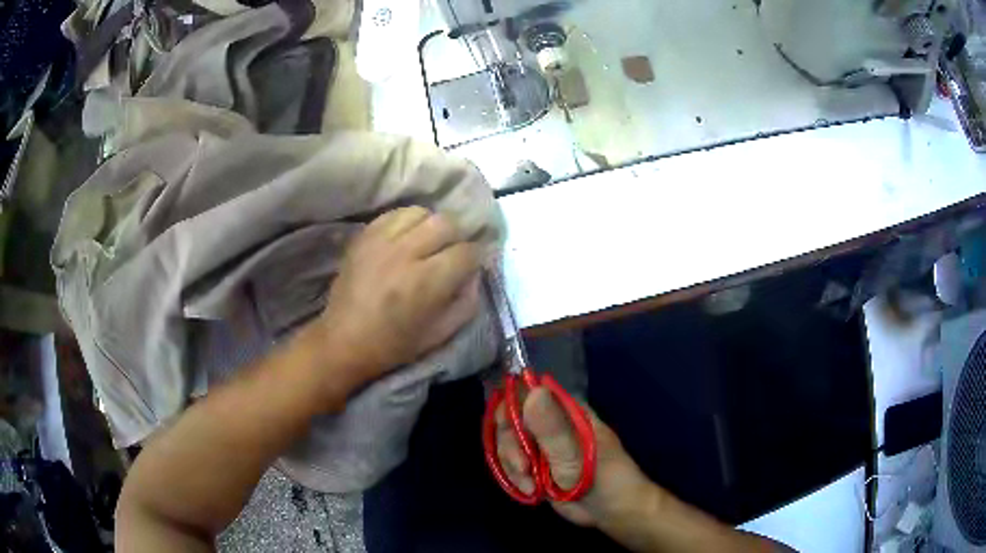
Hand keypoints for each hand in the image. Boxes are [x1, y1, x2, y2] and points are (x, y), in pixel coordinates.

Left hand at [311, 207, 482, 383]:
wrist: (344, 340)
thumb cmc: (395, 344)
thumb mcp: (441, 333)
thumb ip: (467, 301)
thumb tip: (474, 273)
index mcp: (426, 282)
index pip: (466, 252)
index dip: (475, 258)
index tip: (471, 266)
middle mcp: (405, 254)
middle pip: (446, 224)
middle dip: (457, 237)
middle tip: (452, 252)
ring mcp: (381, 241)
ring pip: (421, 212)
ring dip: (432, 226)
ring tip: (428, 242)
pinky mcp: (364, 236)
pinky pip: (394, 214)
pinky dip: (407, 222)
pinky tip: (406, 238)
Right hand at [496, 388, 660, 529]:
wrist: (613, 512)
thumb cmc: (604, 479)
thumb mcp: (577, 457)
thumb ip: (553, 429)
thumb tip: (533, 391)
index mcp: (566, 409)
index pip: (526, 393)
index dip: (510, 409)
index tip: (510, 435)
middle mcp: (550, 422)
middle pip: (510, 421)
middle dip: (511, 447)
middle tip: (523, 468)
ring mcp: (541, 444)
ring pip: (508, 444)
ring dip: (513, 467)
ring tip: (532, 487)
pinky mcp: (535, 465)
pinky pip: (511, 464)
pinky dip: (515, 478)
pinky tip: (530, 492)